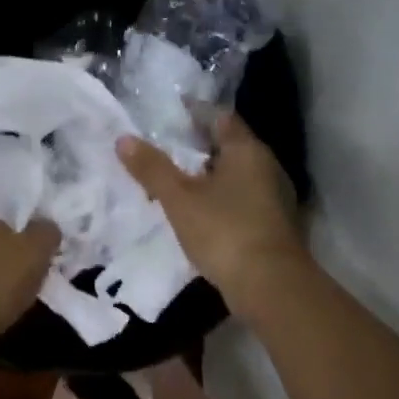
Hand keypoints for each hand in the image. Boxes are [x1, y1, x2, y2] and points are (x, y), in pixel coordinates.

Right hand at [117, 112, 306, 320]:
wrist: (270, 286)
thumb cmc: (224, 231)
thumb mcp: (179, 199)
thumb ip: (152, 168)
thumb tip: (124, 139)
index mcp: (247, 150)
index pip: (220, 117)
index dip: (195, 112)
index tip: (169, 113)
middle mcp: (266, 167)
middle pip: (230, 146)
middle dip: (199, 146)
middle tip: (165, 148)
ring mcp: (273, 198)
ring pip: (236, 175)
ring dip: (209, 176)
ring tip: (176, 181)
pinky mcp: (272, 225)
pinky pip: (240, 200)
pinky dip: (219, 199)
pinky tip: (198, 212)